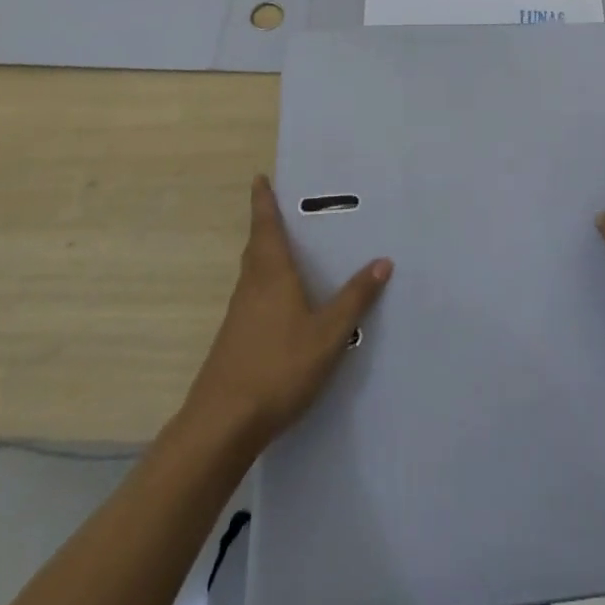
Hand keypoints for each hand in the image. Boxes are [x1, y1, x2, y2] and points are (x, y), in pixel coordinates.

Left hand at [186, 176, 391, 444]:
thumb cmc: (278, 367)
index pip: (266, 227)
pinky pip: (252, 296)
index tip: (259, 179)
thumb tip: (382, 260)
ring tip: (287, 249)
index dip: (263, 202)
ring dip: (265, 254)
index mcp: (271, 274)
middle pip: (256, 246)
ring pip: (252, 273)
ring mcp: (238, 315)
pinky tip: (282, 303)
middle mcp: (251, 286)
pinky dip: (265, 284)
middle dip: (266, 225)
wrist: (221, 425)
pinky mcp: (234, 340)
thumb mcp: (328, 333)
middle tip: (281, 208)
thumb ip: (355, 297)